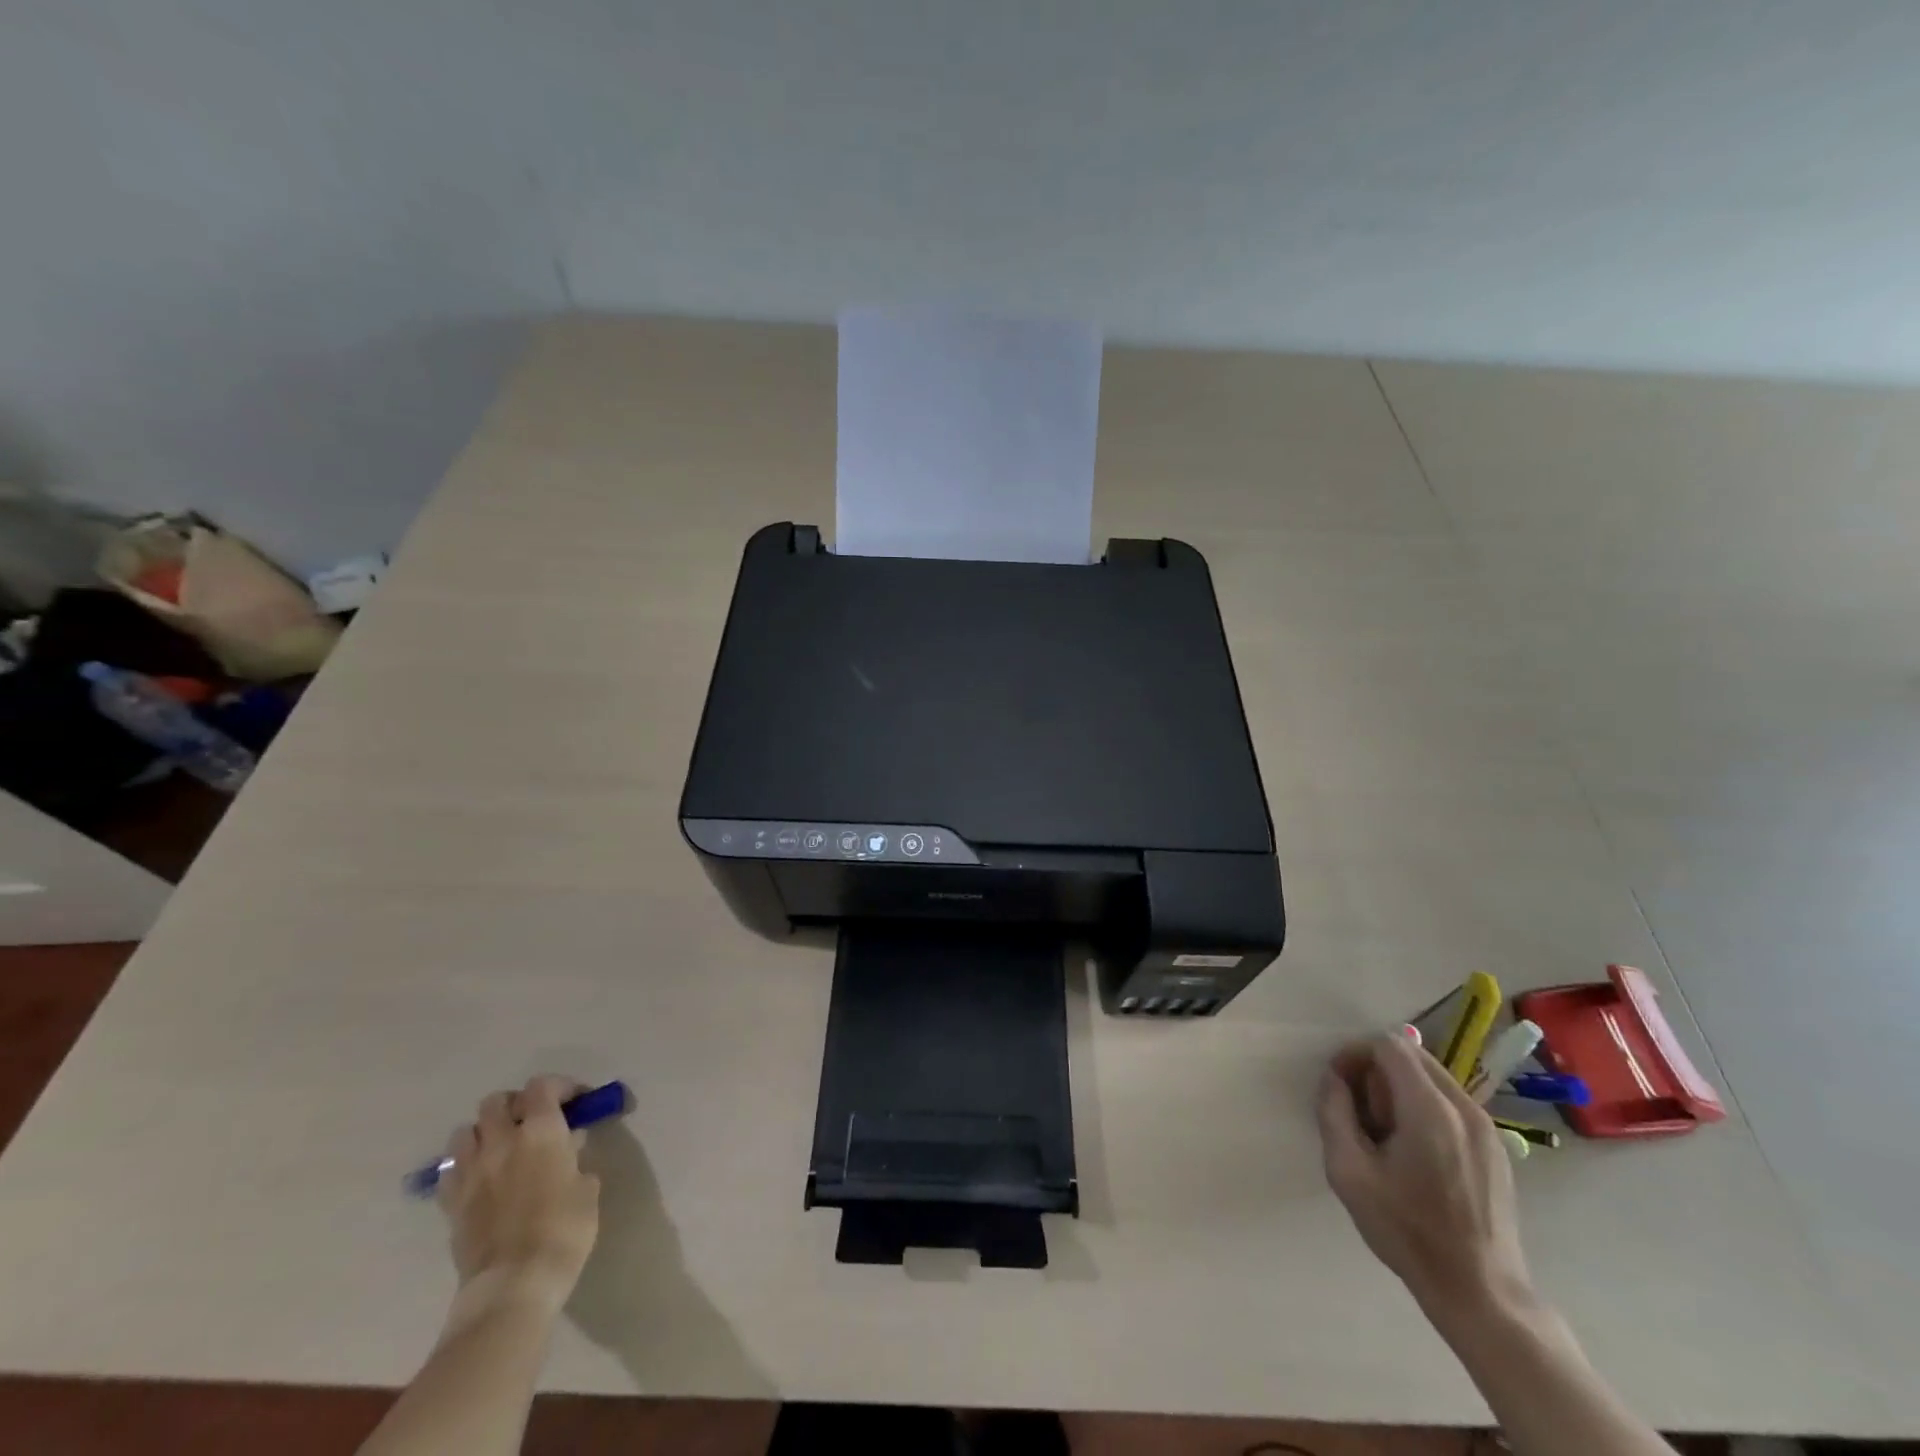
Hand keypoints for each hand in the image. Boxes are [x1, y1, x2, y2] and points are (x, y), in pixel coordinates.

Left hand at [438, 1076, 601, 1317]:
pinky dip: (463, 1166)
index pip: (542, 1086)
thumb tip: (569, 1146)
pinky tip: (479, 1179)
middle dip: (514, 1104)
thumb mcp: (587, 1188)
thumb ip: (576, 1158)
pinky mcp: (450, 1203)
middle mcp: (501, 1141)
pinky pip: (449, 1170)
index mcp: (541, 1131)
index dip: (559, 1086)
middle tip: (532, 1120)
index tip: (574, 1101)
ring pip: (463, 1131)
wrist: (513, 1285)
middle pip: (496, 1102)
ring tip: (500, 1147)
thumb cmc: (564, 1230)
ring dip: (482, 1132)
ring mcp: (470, 1172)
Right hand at [1316, 1034, 1534, 1321]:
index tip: (1340, 1087)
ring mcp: (1486, 1127)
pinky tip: (1416, 1154)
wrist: (1480, 1292)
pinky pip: (1450, 1103)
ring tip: (1387, 1137)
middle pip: (1411, 1055)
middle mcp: (1464, 1107)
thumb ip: (1334, 1112)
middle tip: (1361, 1115)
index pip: (1388, 1045)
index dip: (1355, 1054)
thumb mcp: (1348, 1172)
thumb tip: (1335, 1078)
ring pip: (1431, 1077)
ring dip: (1399, 1089)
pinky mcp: (1495, 1147)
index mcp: (1430, 1109)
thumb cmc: (1407, 1231)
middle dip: (1376, 1071)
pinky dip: (1424, 1108)